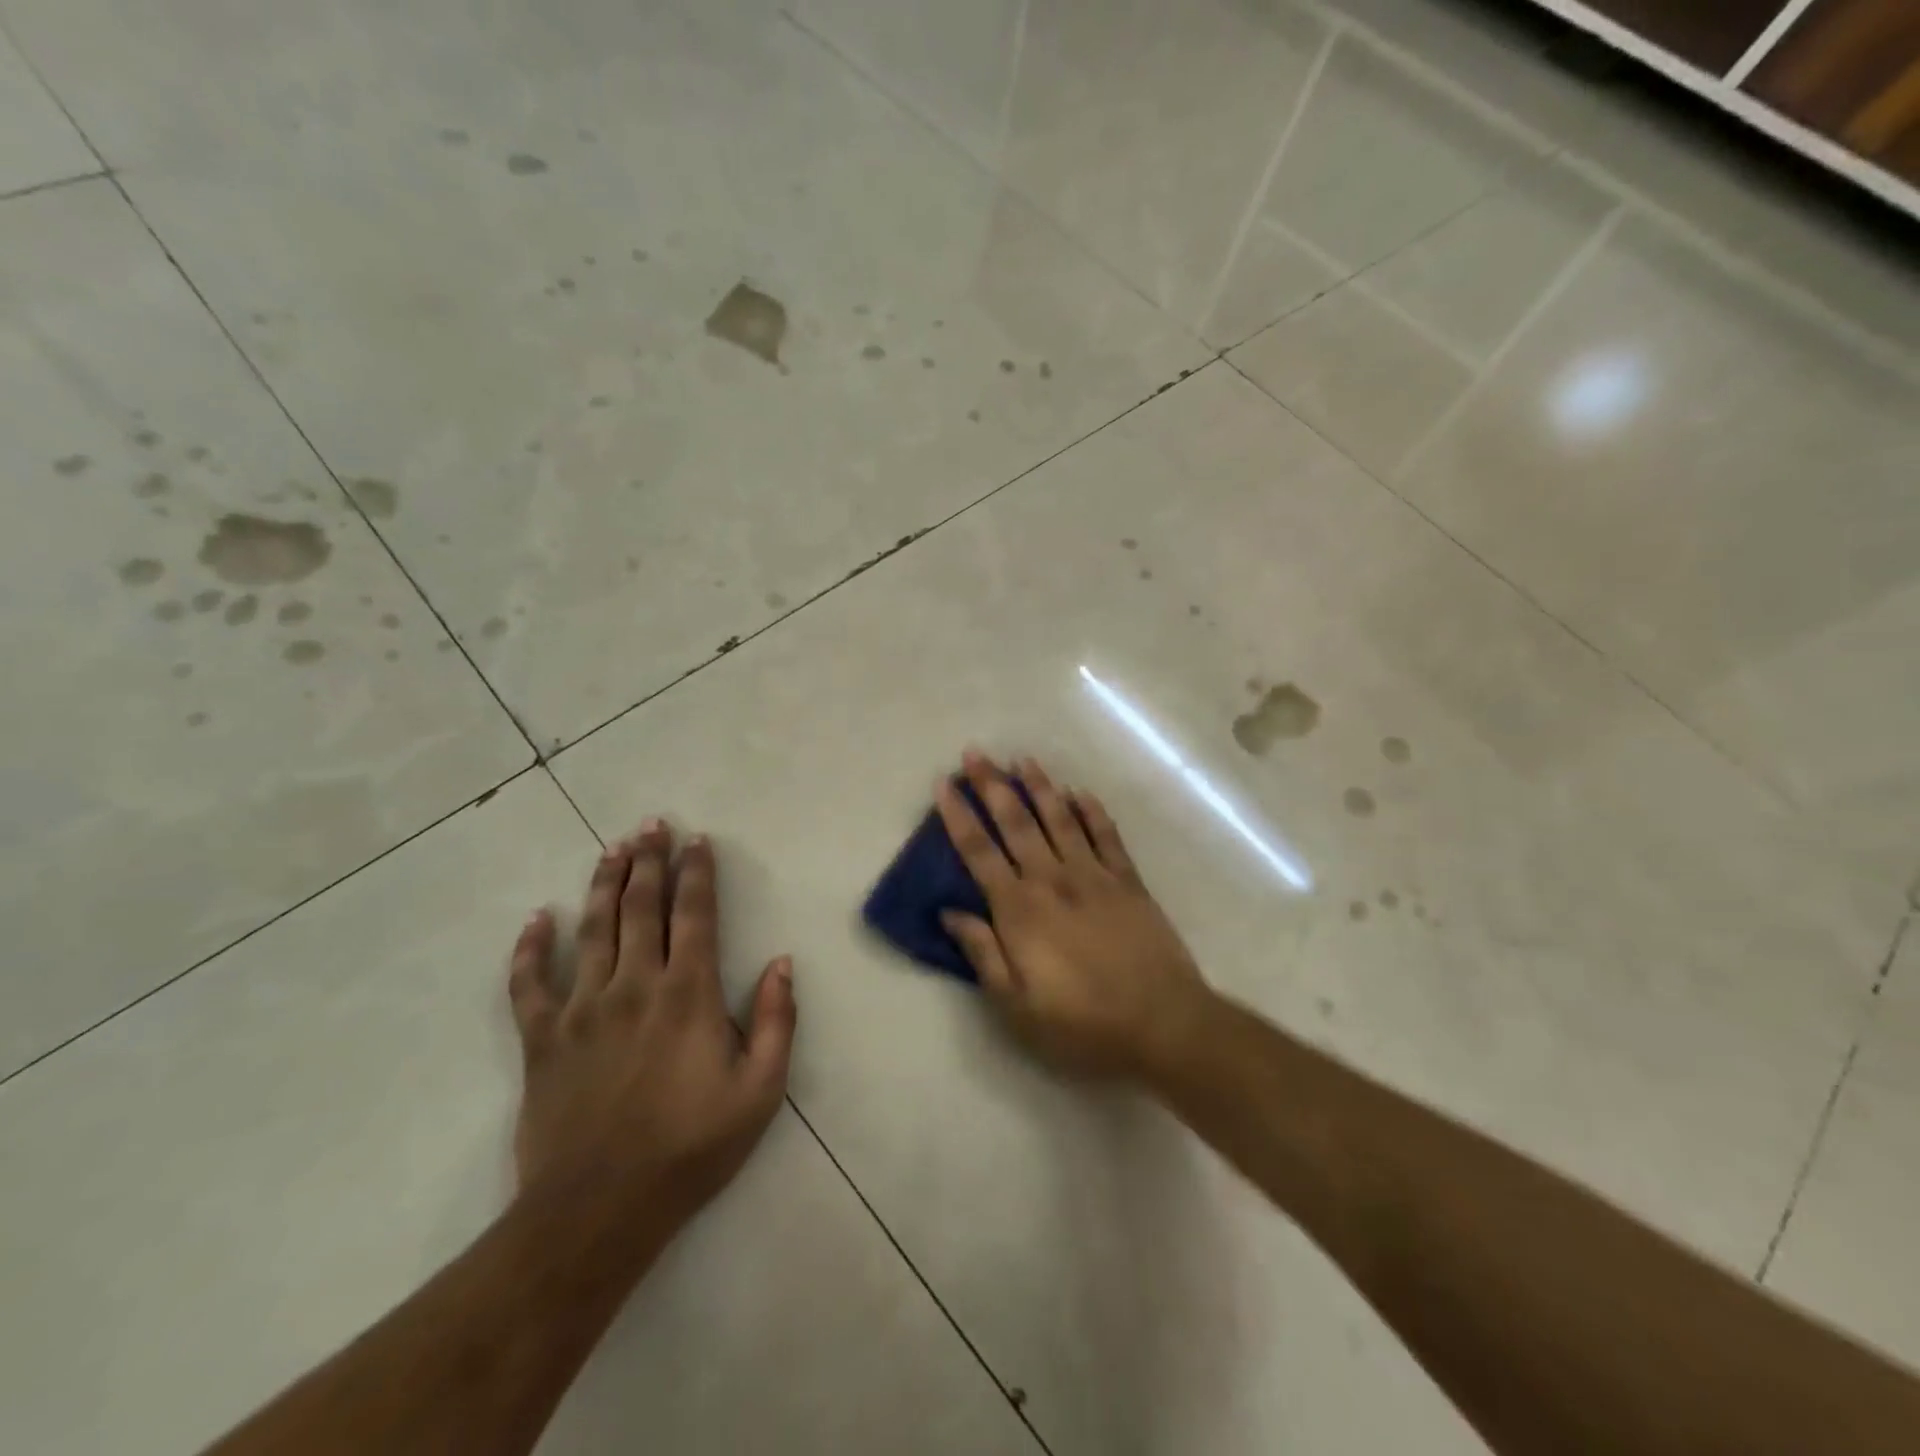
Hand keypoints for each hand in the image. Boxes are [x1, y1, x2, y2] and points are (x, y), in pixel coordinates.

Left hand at [507, 821, 795, 1243]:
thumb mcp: (760, 1090)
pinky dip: (530, 948)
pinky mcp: (542, 1039)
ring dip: (603, 884)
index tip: (698, 841)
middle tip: (651, 825)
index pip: (695, 915)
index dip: (697, 873)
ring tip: (612, 848)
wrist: (599, 1210)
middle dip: (649, 861)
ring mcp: (582, 1009)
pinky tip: (537, 919)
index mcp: (688, 994)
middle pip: (641, 907)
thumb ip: (777, 1020)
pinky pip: (529, 983)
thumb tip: (781, 962)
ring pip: (592, 929)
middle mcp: (634, 985)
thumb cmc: (691, 1147)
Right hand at [937, 752, 1208, 1080]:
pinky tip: (1080, 792)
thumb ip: (983, 954)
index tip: (945, 783)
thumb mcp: (1017, 1005)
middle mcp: (1052, 880)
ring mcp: (1094, 875)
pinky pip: (1107, 836)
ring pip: (1060, 819)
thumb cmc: (1082, 1023)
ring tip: (1023, 759)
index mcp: (1020, 910)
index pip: (979, 851)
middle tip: (976, 753)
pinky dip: (1092, 811)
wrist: (1162, 1023)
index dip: (958, 815)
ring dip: (1039, 787)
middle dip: (992, 785)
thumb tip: (950, 913)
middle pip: (1016, 822)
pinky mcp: (1128, 881)